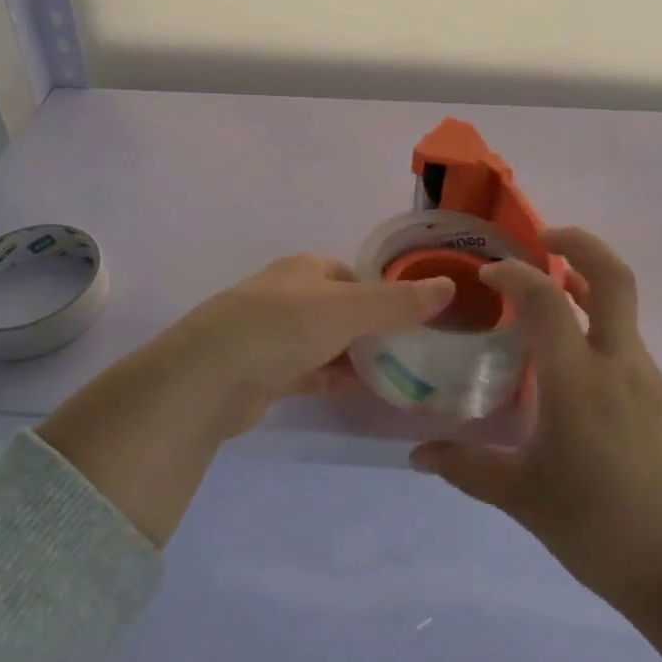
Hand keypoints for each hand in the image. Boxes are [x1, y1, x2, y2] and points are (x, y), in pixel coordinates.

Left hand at [151, 254, 456, 437]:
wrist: (212, 375)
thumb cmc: (285, 326)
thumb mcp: (351, 309)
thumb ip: (399, 302)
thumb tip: (448, 286)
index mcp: (306, 269)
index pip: (353, 275)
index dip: (382, 293)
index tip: (412, 317)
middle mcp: (288, 295)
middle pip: (340, 308)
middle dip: (370, 328)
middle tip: (409, 350)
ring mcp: (272, 334)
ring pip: (324, 342)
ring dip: (352, 356)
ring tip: (393, 375)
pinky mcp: (263, 372)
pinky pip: (308, 372)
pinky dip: (331, 379)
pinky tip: (357, 393)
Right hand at [413, 227, 661, 661]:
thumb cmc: (598, 528)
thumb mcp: (522, 498)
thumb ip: (466, 468)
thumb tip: (418, 453)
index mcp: (579, 382)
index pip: (546, 299)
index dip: (515, 274)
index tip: (489, 275)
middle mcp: (617, 363)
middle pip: (613, 275)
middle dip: (578, 242)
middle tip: (542, 239)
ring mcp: (645, 375)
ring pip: (621, 304)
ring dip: (586, 281)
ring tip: (546, 292)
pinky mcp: (658, 392)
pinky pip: (624, 336)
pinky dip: (596, 320)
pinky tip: (569, 356)